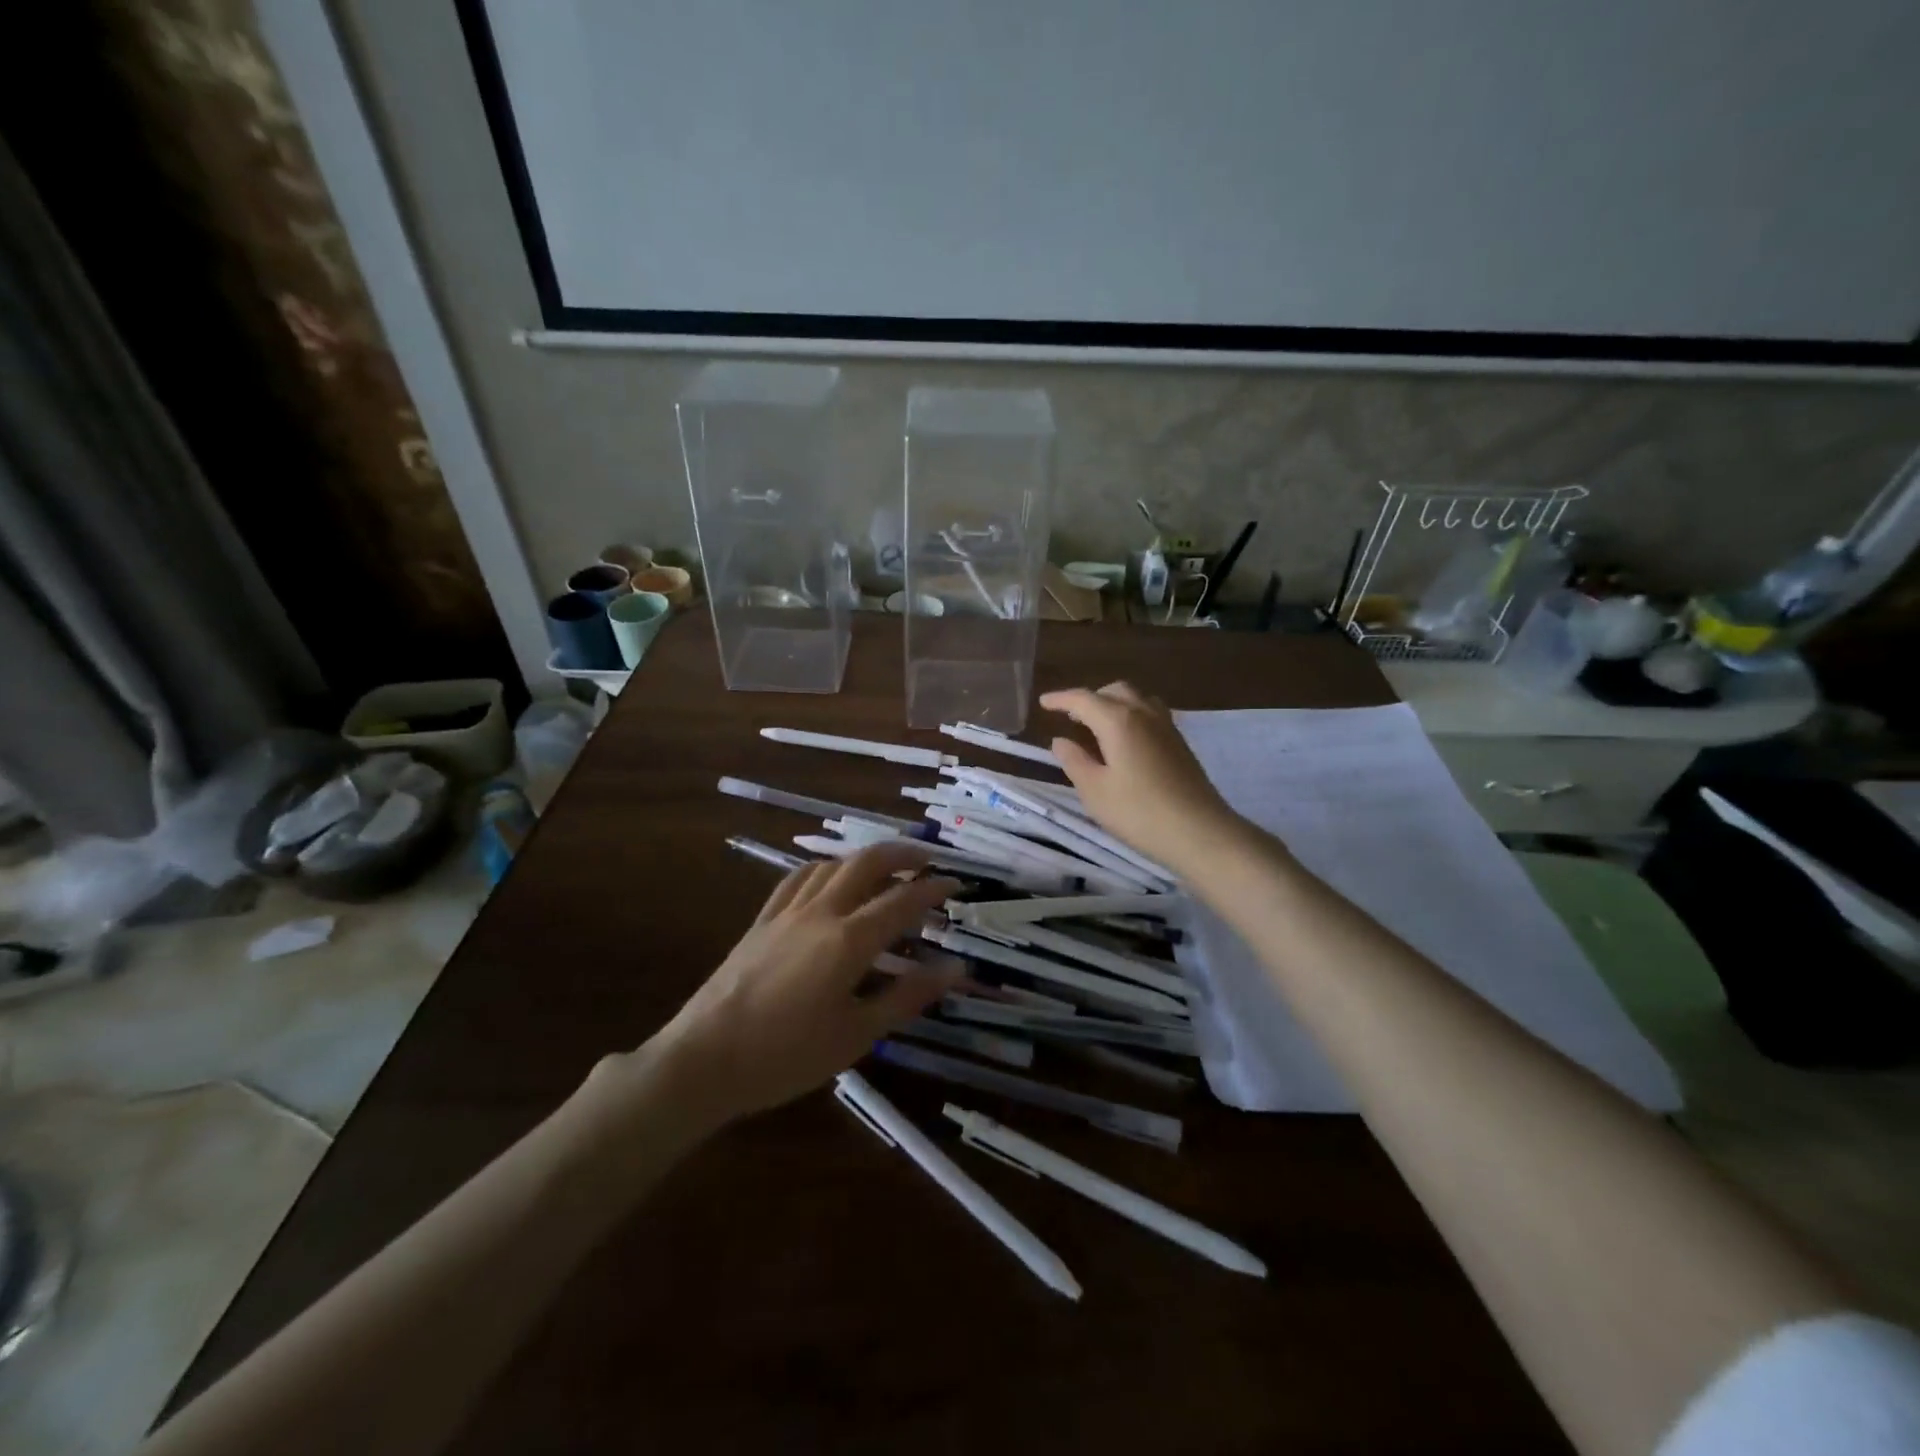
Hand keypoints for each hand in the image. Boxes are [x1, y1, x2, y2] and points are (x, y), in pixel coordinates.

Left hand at [625, 843, 962, 1130]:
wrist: (704, 1059)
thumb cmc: (787, 1055)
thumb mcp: (856, 1034)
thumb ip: (907, 996)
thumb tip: (955, 969)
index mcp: (849, 940)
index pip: (902, 901)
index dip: (933, 888)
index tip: (956, 883)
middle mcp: (821, 912)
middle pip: (867, 863)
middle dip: (902, 854)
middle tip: (928, 860)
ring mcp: (786, 912)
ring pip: (832, 865)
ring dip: (864, 858)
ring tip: (885, 868)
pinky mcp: (761, 920)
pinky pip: (798, 878)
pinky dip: (825, 869)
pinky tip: (829, 878)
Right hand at [1040, 682, 1239, 872]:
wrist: (1200, 832)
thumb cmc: (1139, 812)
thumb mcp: (1095, 791)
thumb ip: (1074, 761)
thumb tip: (1060, 741)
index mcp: (1118, 720)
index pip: (1083, 699)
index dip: (1060, 699)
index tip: (1043, 703)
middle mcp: (1144, 714)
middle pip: (1113, 691)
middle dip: (1089, 698)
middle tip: (1071, 717)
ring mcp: (1167, 726)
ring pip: (1136, 699)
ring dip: (1113, 703)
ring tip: (1097, 725)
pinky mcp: (1180, 743)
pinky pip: (1150, 713)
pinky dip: (1131, 715)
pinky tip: (1125, 740)